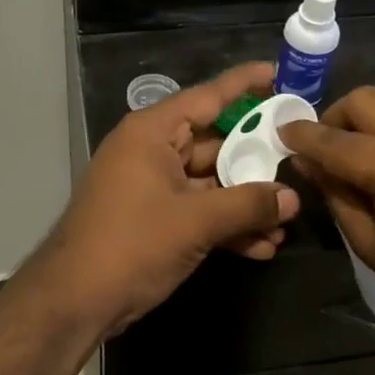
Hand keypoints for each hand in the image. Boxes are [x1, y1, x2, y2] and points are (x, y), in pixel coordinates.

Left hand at [24, 63, 300, 338]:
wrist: (75, 300)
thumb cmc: (132, 243)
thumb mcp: (195, 222)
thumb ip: (247, 205)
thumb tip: (292, 199)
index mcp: (153, 132)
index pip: (208, 97)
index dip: (245, 84)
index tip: (280, 74)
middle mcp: (153, 151)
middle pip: (216, 143)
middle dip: (257, 160)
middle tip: (299, 161)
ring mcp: (152, 186)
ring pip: (211, 183)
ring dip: (246, 203)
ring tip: (287, 221)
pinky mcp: (154, 218)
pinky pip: (198, 210)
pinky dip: (226, 225)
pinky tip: (263, 246)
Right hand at [281, 87, 374, 350]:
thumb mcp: (371, 244)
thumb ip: (335, 194)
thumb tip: (306, 162)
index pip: (333, 138)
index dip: (301, 135)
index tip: (278, 132)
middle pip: (363, 100)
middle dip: (333, 117)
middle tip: (320, 150)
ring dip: (361, 121)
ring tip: (349, 157)